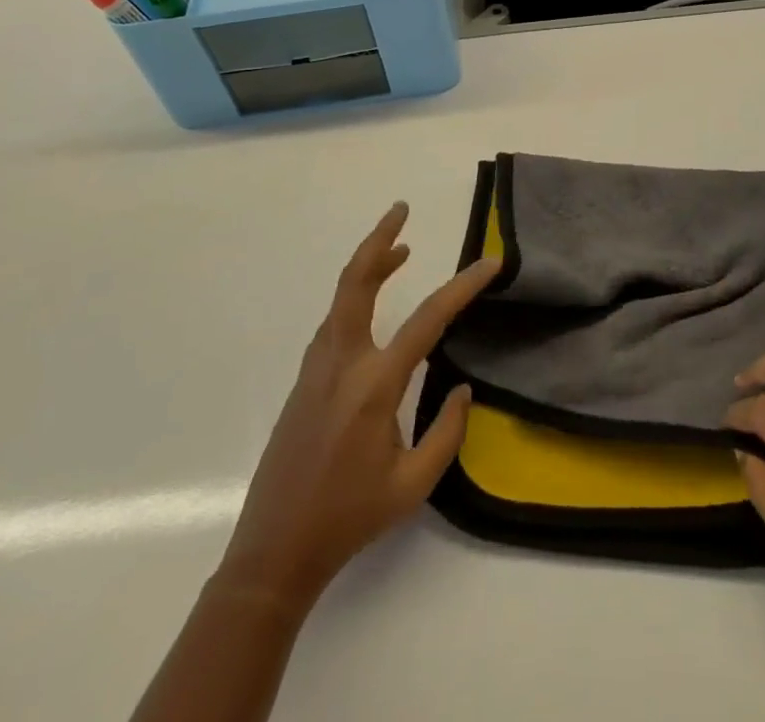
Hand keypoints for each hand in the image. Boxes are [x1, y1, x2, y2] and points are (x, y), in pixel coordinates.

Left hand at [216, 202, 500, 606]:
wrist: (273, 552)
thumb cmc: (349, 519)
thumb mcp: (414, 485)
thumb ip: (447, 432)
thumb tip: (461, 389)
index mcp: (374, 385)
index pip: (428, 320)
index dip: (463, 287)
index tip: (491, 263)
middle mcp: (341, 363)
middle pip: (356, 282)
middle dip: (379, 241)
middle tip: (401, 210)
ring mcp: (316, 369)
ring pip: (341, 298)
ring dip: (369, 266)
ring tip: (400, 251)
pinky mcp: (304, 381)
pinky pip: (334, 322)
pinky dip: (356, 297)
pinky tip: (373, 307)